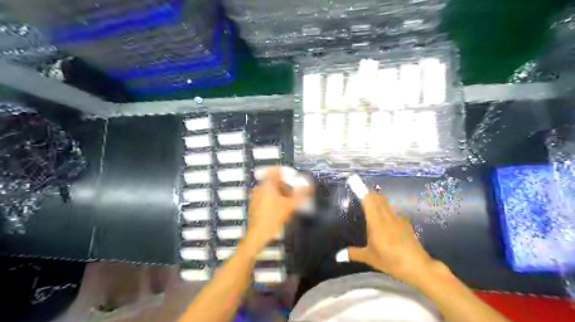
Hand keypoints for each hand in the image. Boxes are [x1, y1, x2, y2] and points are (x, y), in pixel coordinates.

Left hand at [243, 168, 312, 252]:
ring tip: (289, 199)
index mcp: (267, 185)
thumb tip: (308, 185)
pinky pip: (265, 196)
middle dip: (284, 184)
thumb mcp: (289, 206)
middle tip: (293, 189)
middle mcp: (259, 188)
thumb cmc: (273, 218)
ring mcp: (255, 196)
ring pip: (269, 189)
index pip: (274, 170)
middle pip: (272, 180)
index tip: (292, 175)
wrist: (258, 233)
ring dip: (279, 191)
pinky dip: (274, 197)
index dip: (284, 171)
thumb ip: (300, 194)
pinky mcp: (254, 204)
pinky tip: (280, 206)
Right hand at [346, 191, 440, 283]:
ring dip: (377, 200)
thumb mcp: (370, 258)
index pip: (368, 200)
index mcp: (377, 222)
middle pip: (377, 198)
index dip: (361, 189)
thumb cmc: (391, 260)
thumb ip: (353, 253)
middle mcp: (387, 216)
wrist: (419, 266)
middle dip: (368, 192)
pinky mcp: (405, 224)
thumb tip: (338, 256)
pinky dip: (385, 211)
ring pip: (385, 204)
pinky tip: (384, 222)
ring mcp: (398, 219)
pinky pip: (392, 212)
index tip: (353, 179)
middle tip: (359, 191)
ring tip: (369, 204)